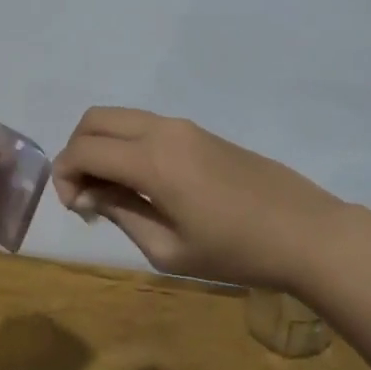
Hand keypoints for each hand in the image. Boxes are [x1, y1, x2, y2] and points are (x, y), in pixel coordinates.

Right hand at [52, 108, 356, 290]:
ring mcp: (185, 126)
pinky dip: (126, 145)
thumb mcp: (169, 249)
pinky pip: (146, 126)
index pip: (83, 149)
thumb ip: (122, 213)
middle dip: (76, 152)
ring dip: (101, 146)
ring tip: (112, 192)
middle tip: (85, 195)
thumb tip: (90, 194)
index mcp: (152, 160)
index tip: (75, 209)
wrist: (306, 232)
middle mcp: (163, 130)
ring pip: (120, 118)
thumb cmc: (237, 251)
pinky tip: (142, 184)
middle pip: (95, 119)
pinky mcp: (200, 132)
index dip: (64, 176)